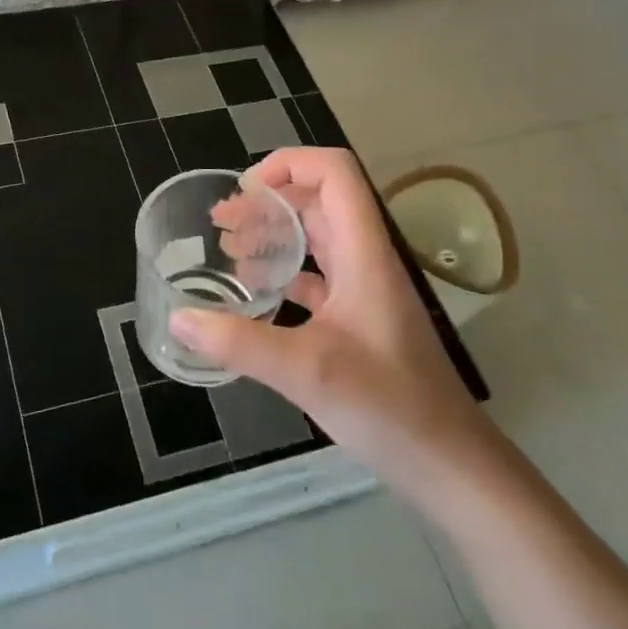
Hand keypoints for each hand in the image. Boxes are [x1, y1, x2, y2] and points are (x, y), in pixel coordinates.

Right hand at [173, 147, 499, 495]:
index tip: (244, 190)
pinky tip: (255, 293)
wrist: (448, 464)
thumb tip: (179, 319)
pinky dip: (284, 272)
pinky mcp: (359, 319)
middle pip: (319, 201)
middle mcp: (366, 260)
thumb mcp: (306, 371)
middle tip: (221, 222)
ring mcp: (365, 290)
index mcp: (364, 253)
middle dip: (268, 200)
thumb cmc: (388, 407)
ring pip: (317, 238)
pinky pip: (318, 276)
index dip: (289, 163)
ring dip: (274, 233)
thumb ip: (239, 342)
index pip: (335, 173)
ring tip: (229, 249)